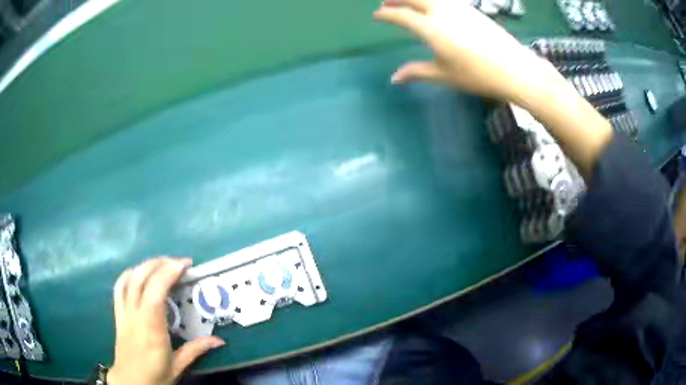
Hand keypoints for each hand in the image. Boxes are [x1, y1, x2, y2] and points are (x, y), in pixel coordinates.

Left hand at [108, 258, 224, 384]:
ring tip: (161, 265)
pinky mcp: (118, 314)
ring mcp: (124, 312)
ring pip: (129, 279)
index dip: (168, 272)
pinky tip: (138, 274)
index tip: (185, 265)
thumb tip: (220, 341)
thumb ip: (196, 350)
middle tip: (178, 263)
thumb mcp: (178, 366)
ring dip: (145, 266)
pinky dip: (129, 275)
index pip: (156, 291)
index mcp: (151, 328)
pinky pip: (119, 288)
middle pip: (141, 278)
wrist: (130, 382)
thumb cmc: (155, 376)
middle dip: (160, 263)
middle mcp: (135, 315)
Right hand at [373, 0, 559, 100]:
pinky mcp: (472, 9)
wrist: (514, 69)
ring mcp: (458, 8)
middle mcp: (441, 12)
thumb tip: (394, 78)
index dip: (386, 14)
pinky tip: (433, 4)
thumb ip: (416, 72)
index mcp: (430, 28)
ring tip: (408, 1)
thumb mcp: (443, 75)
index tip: (377, 15)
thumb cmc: (476, 75)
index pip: (401, 15)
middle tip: (386, 2)